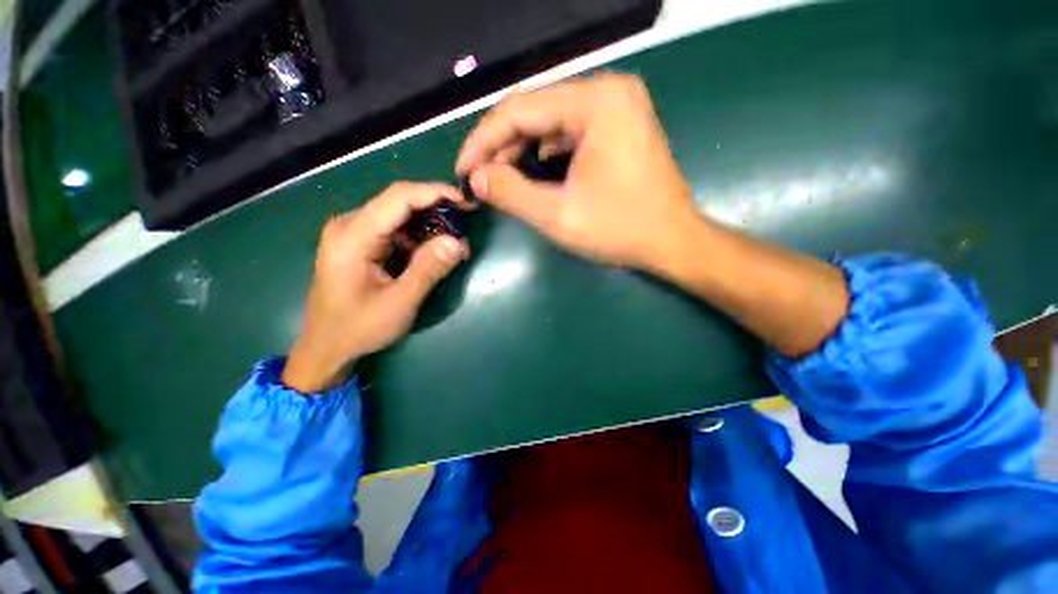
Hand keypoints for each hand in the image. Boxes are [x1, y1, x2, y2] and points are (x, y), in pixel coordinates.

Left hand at [282, 182, 471, 393]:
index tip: (466, 201)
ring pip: (399, 215)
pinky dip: (419, 237)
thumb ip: (428, 270)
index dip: (435, 193)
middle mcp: (349, 225)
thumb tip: (458, 242)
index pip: (398, 197)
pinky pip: (395, 230)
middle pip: (399, 202)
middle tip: (465, 226)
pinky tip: (434, 252)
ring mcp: (353, 233)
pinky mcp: (361, 244)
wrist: (327, 347)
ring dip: (430, 225)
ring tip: (455, 244)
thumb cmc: (358, 328)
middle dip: (436, 210)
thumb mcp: (399, 303)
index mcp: (352, 236)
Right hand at [456, 73, 700, 271]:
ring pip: (552, 119)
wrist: (673, 242)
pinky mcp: (620, 126)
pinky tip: (534, 166)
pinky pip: (571, 129)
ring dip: (522, 146)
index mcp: (597, 102)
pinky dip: (546, 149)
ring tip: (499, 174)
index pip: (520, 109)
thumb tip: (477, 178)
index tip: (463, 169)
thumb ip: (511, 193)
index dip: (483, 140)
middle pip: (536, 109)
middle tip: (479, 175)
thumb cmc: (620, 229)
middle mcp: (609, 91)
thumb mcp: (558, 215)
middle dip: (501, 144)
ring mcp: (618, 107)